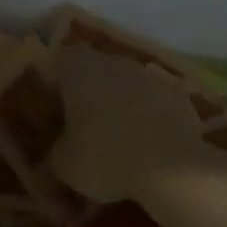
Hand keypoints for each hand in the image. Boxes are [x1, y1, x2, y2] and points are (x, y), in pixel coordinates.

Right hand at [50, 47, 226, 205]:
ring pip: (128, 83)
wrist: (170, 167)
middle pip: (97, 69)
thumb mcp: (64, 167)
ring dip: (123, 102)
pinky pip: (155, 101)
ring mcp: (149, 76)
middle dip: (92, 91)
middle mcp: (113, 63)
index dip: (59, 80)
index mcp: (79, 70)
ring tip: (120, 137)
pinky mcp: (177, 94)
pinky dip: (151, 115)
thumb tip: (48, 163)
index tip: (58, 105)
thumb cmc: (104, 157)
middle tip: (86, 124)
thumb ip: (52, 158)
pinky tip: (150, 144)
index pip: (62, 60)